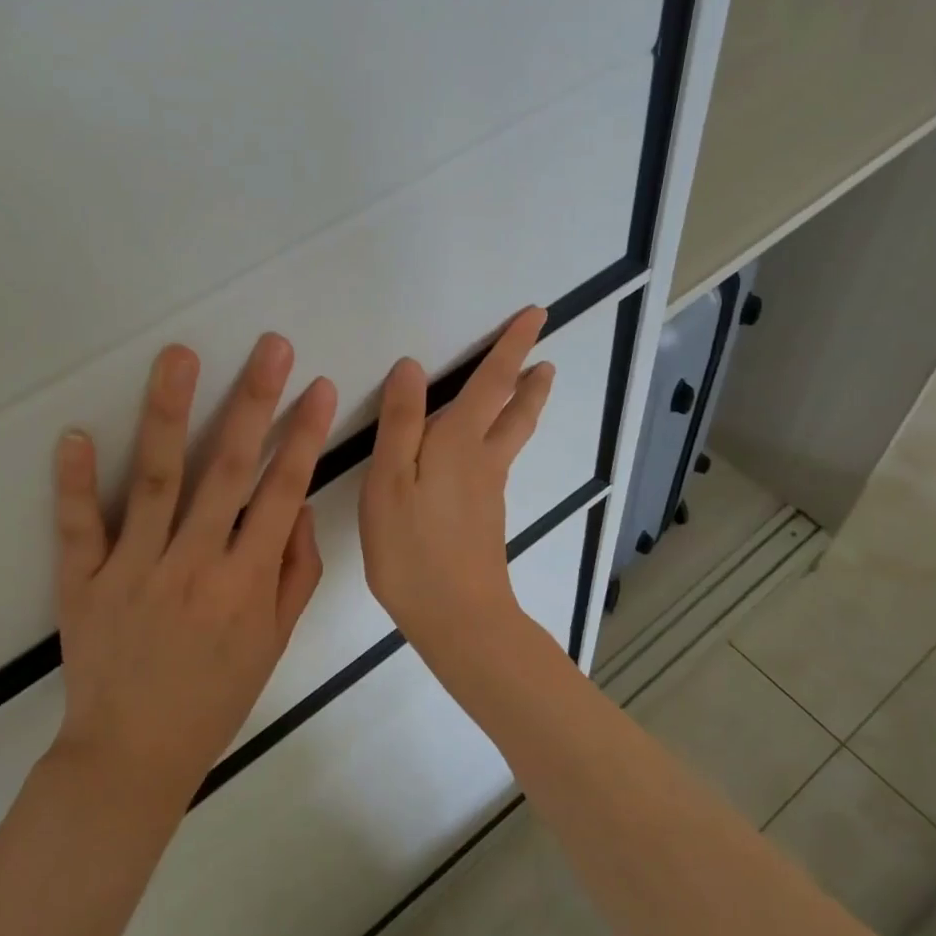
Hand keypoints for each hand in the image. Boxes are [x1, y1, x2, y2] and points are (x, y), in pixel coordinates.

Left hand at [49, 333, 337, 803]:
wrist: (132, 756)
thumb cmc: (214, 696)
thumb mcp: (274, 642)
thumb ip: (294, 572)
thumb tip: (297, 506)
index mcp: (246, 582)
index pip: (283, 492)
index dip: (303, 436)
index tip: (318, 386)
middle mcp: (195, 565)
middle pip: (227, 470)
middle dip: (253, 401)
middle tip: (270, 347)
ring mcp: (135, 570)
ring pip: (156, 480)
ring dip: (168, 413)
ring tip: (179, 356)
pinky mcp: (84, 582)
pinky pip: (79, 527)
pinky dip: (75, 482)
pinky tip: (75, 434)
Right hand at [359, 307, 553, 658]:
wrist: (459, 619)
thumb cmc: (412, 548)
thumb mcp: (389, 480)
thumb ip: (400, 423)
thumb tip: (411, 366)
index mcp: (458, 442)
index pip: (491, 382)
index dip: (511, 347)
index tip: (535, 316)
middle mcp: (482, 460)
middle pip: (514, 410)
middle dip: (528, 377)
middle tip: (545, 356)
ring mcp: (489, 491)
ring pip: (512, 436)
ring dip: (525, 406)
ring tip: (535, 386)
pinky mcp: (486, 517)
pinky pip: (499, 461)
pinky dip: (504, 437)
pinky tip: (488, 449)